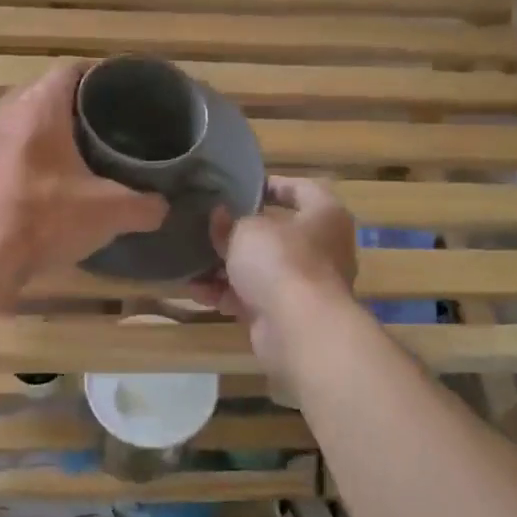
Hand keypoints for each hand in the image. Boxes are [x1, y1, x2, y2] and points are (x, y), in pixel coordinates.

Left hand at [0, 61, 166, 282]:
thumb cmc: (47, 217)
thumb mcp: (110, 212)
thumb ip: (145, 205)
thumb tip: (163, 206)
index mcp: (39, 105)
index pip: (71, 70)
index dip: (99, 77)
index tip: (121, 94)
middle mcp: (7, 111)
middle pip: (45, 93)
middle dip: (74, 106)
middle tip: (105, 124)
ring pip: (22, 121)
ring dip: (46, 131)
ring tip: (79, 150)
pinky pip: (6, 148)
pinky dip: (27, 155)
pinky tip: (48, 179)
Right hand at [191, 177, 357, 366]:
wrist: (299, 331)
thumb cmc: (280, 262)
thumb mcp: (245, 231)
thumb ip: (229, 223)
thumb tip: (220, 217)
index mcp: (324, 215)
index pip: (301, 189)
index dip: (272, 185)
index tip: (242, 187)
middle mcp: (322, 248)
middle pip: (277, 233)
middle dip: (240, 233)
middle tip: (207, 225)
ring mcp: (306, 284)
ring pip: (261, 268)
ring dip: (226, 267)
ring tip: (192, 261)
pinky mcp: (288, 314)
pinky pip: (253, 297)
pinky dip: (227, 294)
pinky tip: (197, 291)